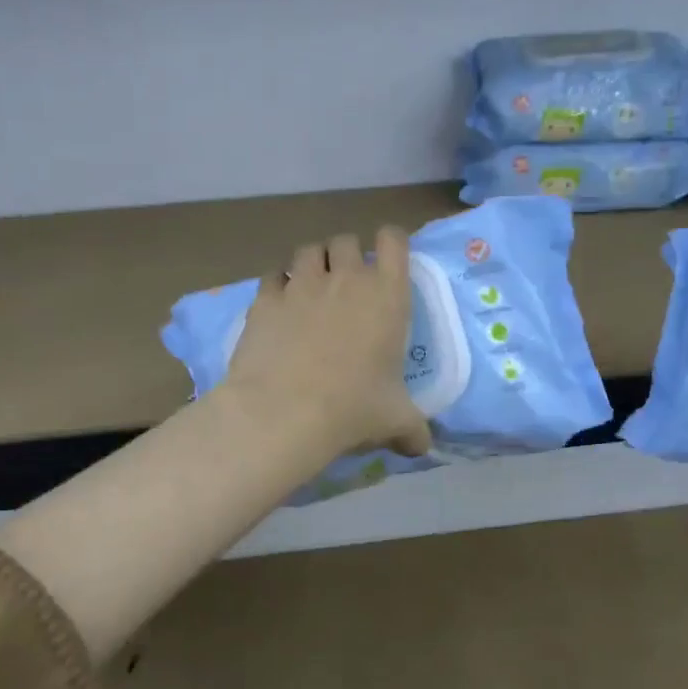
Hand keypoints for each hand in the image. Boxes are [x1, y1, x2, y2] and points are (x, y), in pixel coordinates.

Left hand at [221, 228, 431, 460]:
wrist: (285, 412)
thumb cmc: (353, 409)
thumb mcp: (394, 421)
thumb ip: (412, 430)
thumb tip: (422, 448)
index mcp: (388, 295)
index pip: (393, 240)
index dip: (390, 242)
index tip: (387, 260)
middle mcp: (346, 279)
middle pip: (346, 240)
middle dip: (347, 255)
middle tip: (346, 284)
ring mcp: (302, 284)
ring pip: (308, 250)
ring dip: (313, 263)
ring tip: (311, 288)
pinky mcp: (265, 299)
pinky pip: (273, 276)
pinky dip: (278, 284)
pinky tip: (279, 307)